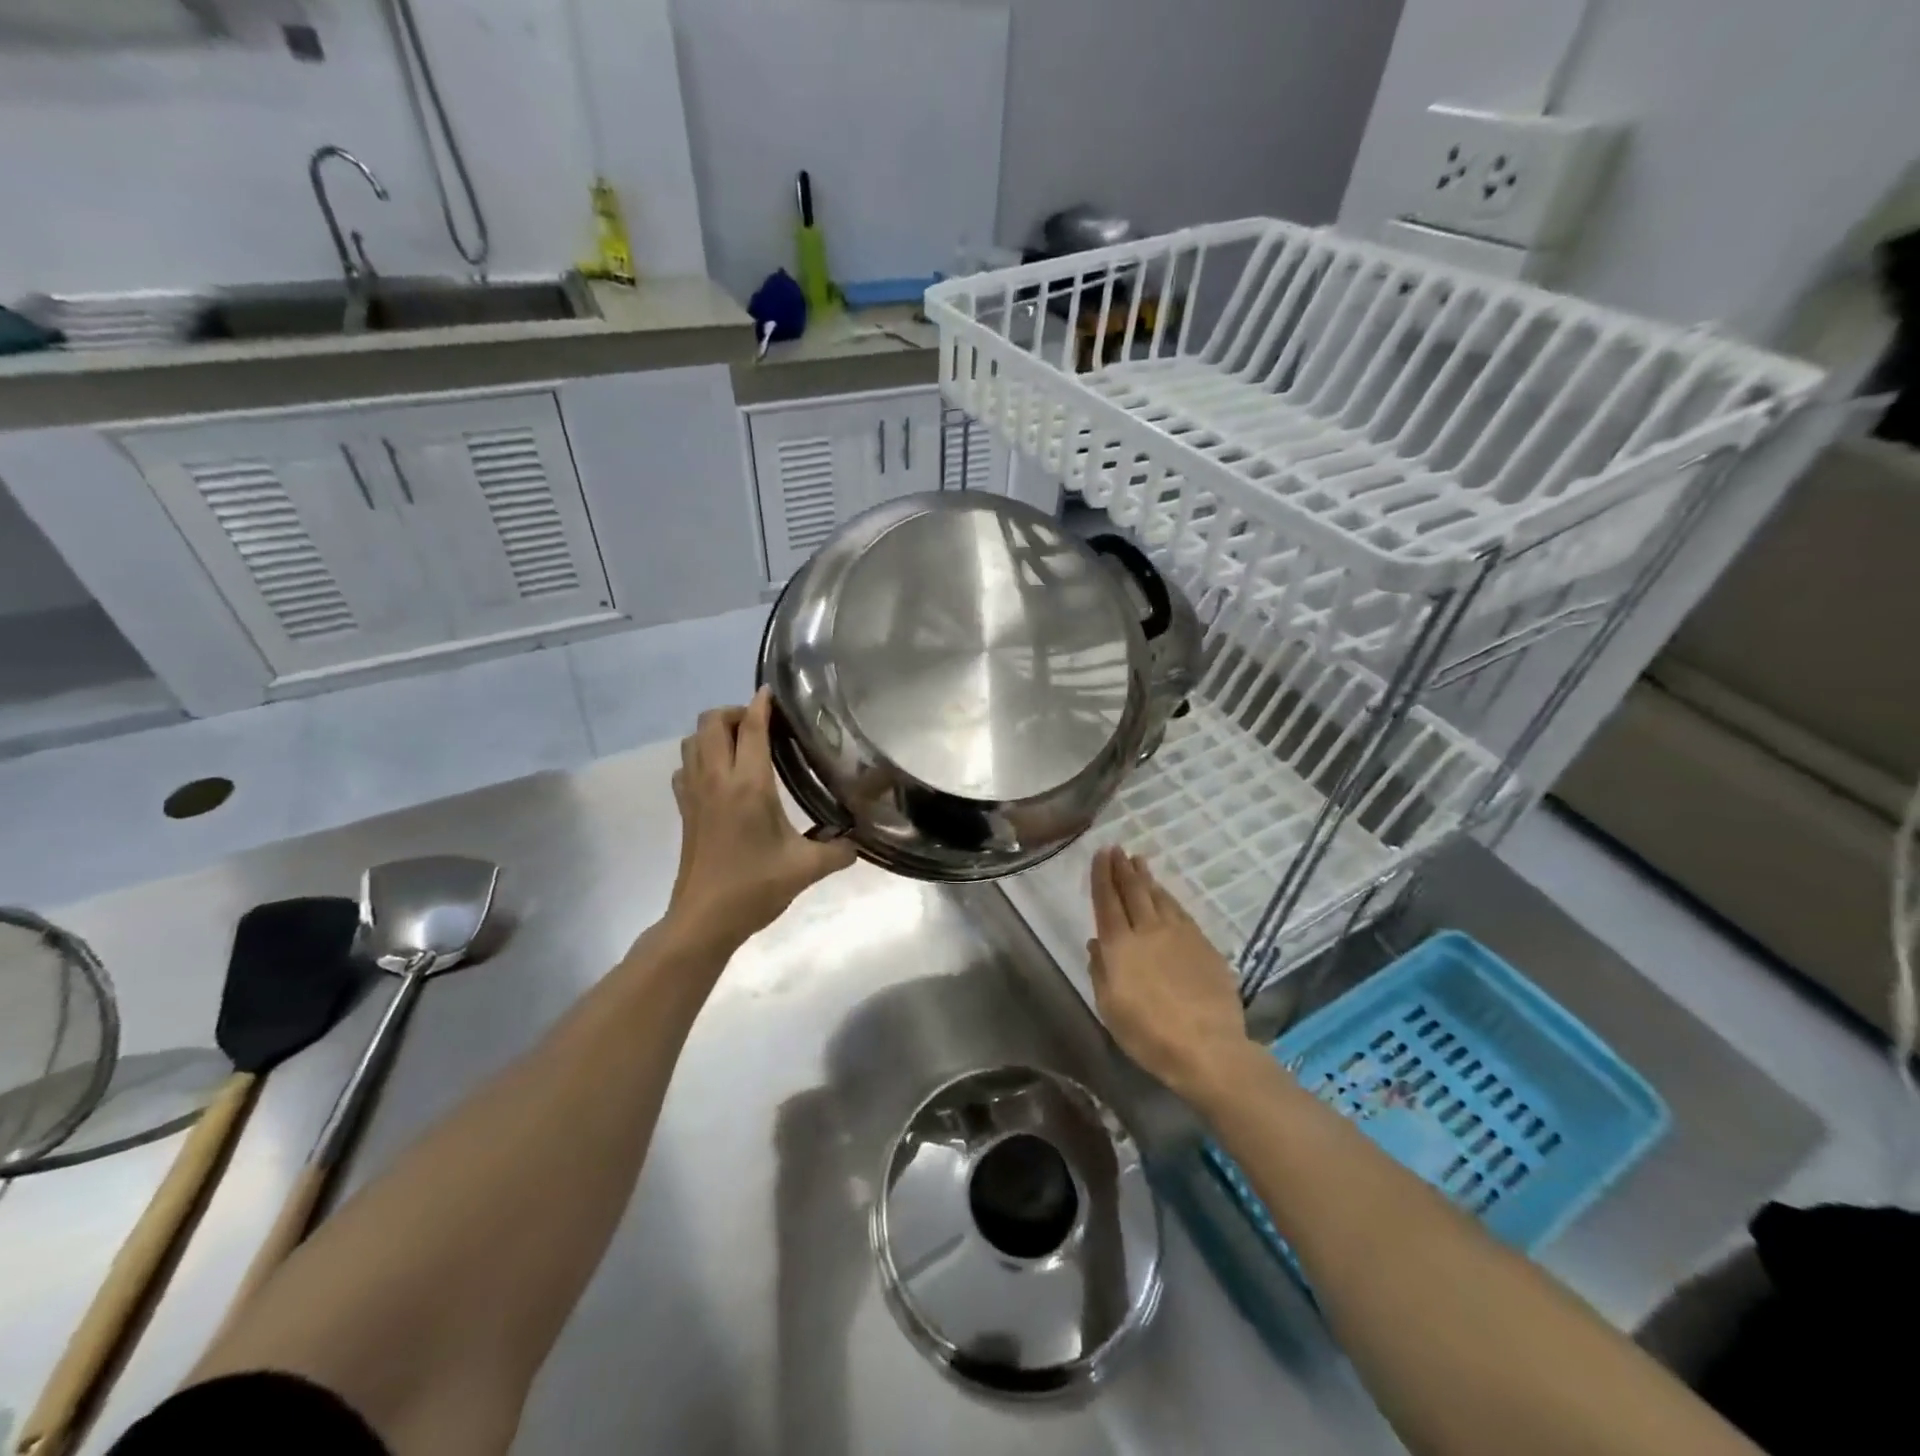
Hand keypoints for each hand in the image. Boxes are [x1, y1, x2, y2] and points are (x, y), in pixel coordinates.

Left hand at [666, 690, 855, 950]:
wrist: (703, 920)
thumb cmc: (754, 888)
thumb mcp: (806, 869)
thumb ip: (838, 851)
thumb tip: (859, 842)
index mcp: (748, 786)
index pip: (752, 728)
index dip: (762, 704)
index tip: (774, 692)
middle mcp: (717, 780)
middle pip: (711, 722)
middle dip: (735, 712)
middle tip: (763, 725)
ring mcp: (694, 793)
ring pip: (692, 740)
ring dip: (714, 732)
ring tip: (743, 744)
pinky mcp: (684, 810)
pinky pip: (686, 766)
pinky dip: (700, 757)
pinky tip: (721, 775)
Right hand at [1087, 847, 1258, 1106]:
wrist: (1208, 1047)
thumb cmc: (1149, 1034)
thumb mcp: (1110, 1009)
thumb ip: (1100, 972)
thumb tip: (1095, 944)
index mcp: (1119, 946)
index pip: (1107, 901)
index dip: (1101, 876)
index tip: (1099, 854)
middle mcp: (1148, 930)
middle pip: (1133, 891)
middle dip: (1122, 868)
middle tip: (1116, 849)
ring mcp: (1179, 934)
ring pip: (1158, 896)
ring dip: (1146, 877)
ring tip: (1138, 861)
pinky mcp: (1203, 943)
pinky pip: (1180, 911)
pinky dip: (1168, 897)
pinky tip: (1165, 893)